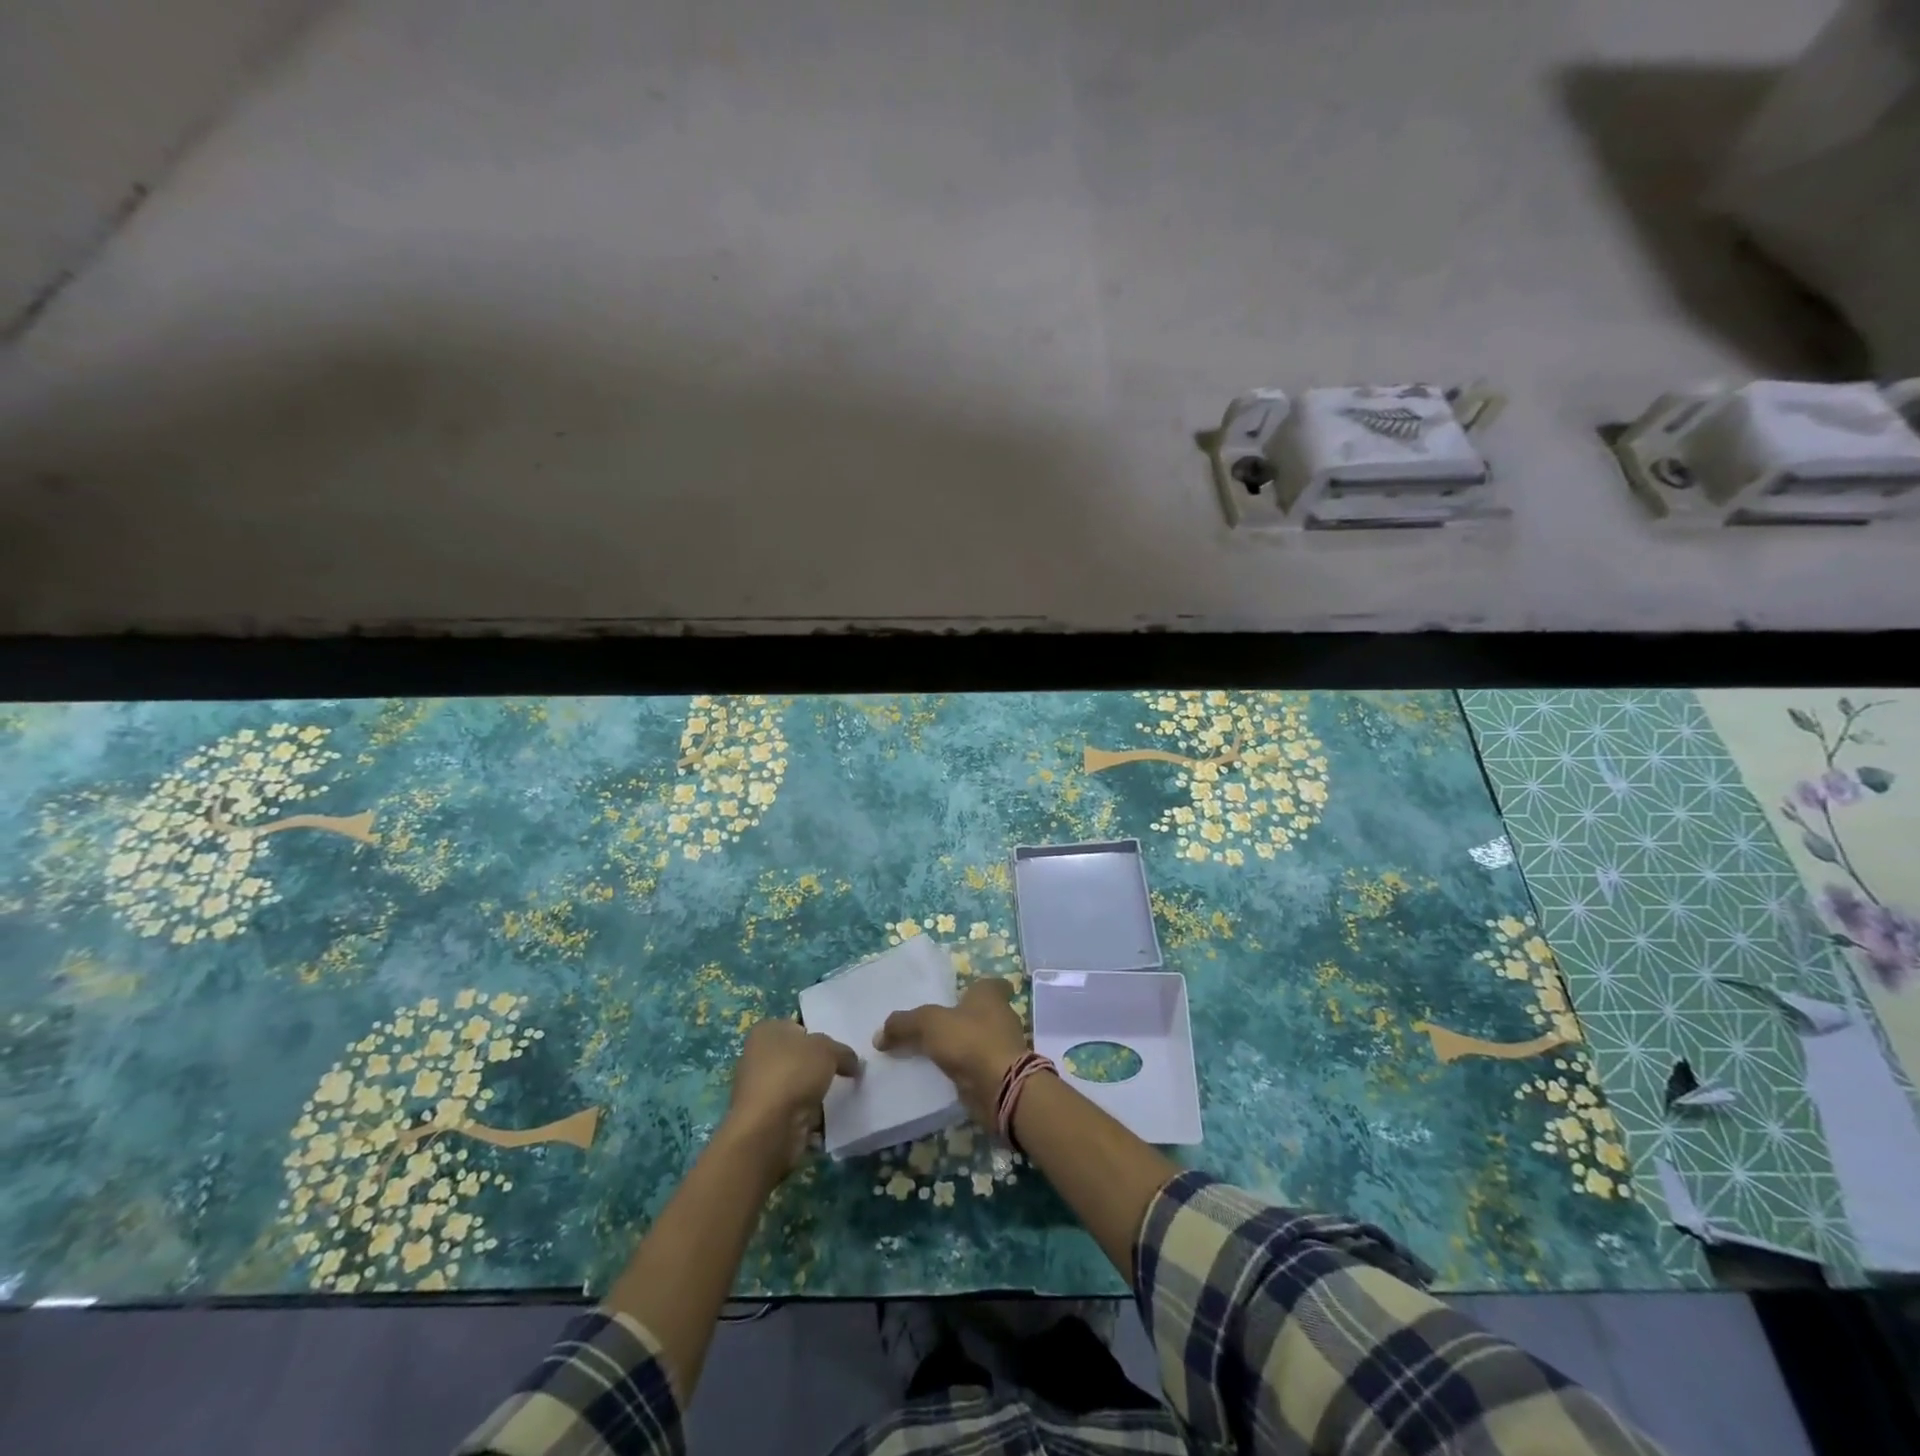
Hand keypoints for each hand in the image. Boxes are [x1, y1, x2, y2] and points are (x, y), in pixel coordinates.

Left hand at [724, 1019, 859, 1176]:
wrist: (768, 1129)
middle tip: (842, 1072)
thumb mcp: (828, 1050)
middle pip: (797, 1058)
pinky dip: (809, 1116)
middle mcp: (756, 1057)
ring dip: (814, 1093)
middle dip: (817, 1066)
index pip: (797, 1027)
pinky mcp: (764, 1119)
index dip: (818, 1037)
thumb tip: (852, 1063)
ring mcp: (759, 1090)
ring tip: (839, 1097)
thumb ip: (843, 1052)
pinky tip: (827, 1119)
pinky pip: (794, 1112)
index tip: (837, 1050)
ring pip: (796, 1086)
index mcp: (766, 1031)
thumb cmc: (793, 1074)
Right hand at [874, 977, 1029, 1126]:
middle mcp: (1002, 1015)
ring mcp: (1004, 1046)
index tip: (959, 995)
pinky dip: (964, 1070)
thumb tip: (879, 1035)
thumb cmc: (970, 1040)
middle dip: (963, 1018)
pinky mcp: (1000, 1073)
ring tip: (932, 1052)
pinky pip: (978, 1066)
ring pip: (979, 1040)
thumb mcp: (929, 1024)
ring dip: (962, 1046)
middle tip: (934, 1025)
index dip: (977, 988)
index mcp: (990, 994)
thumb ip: (903, 1024)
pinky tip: (942, 1075)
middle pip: (982, 1012)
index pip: (991, 983)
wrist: (1001, 1087)